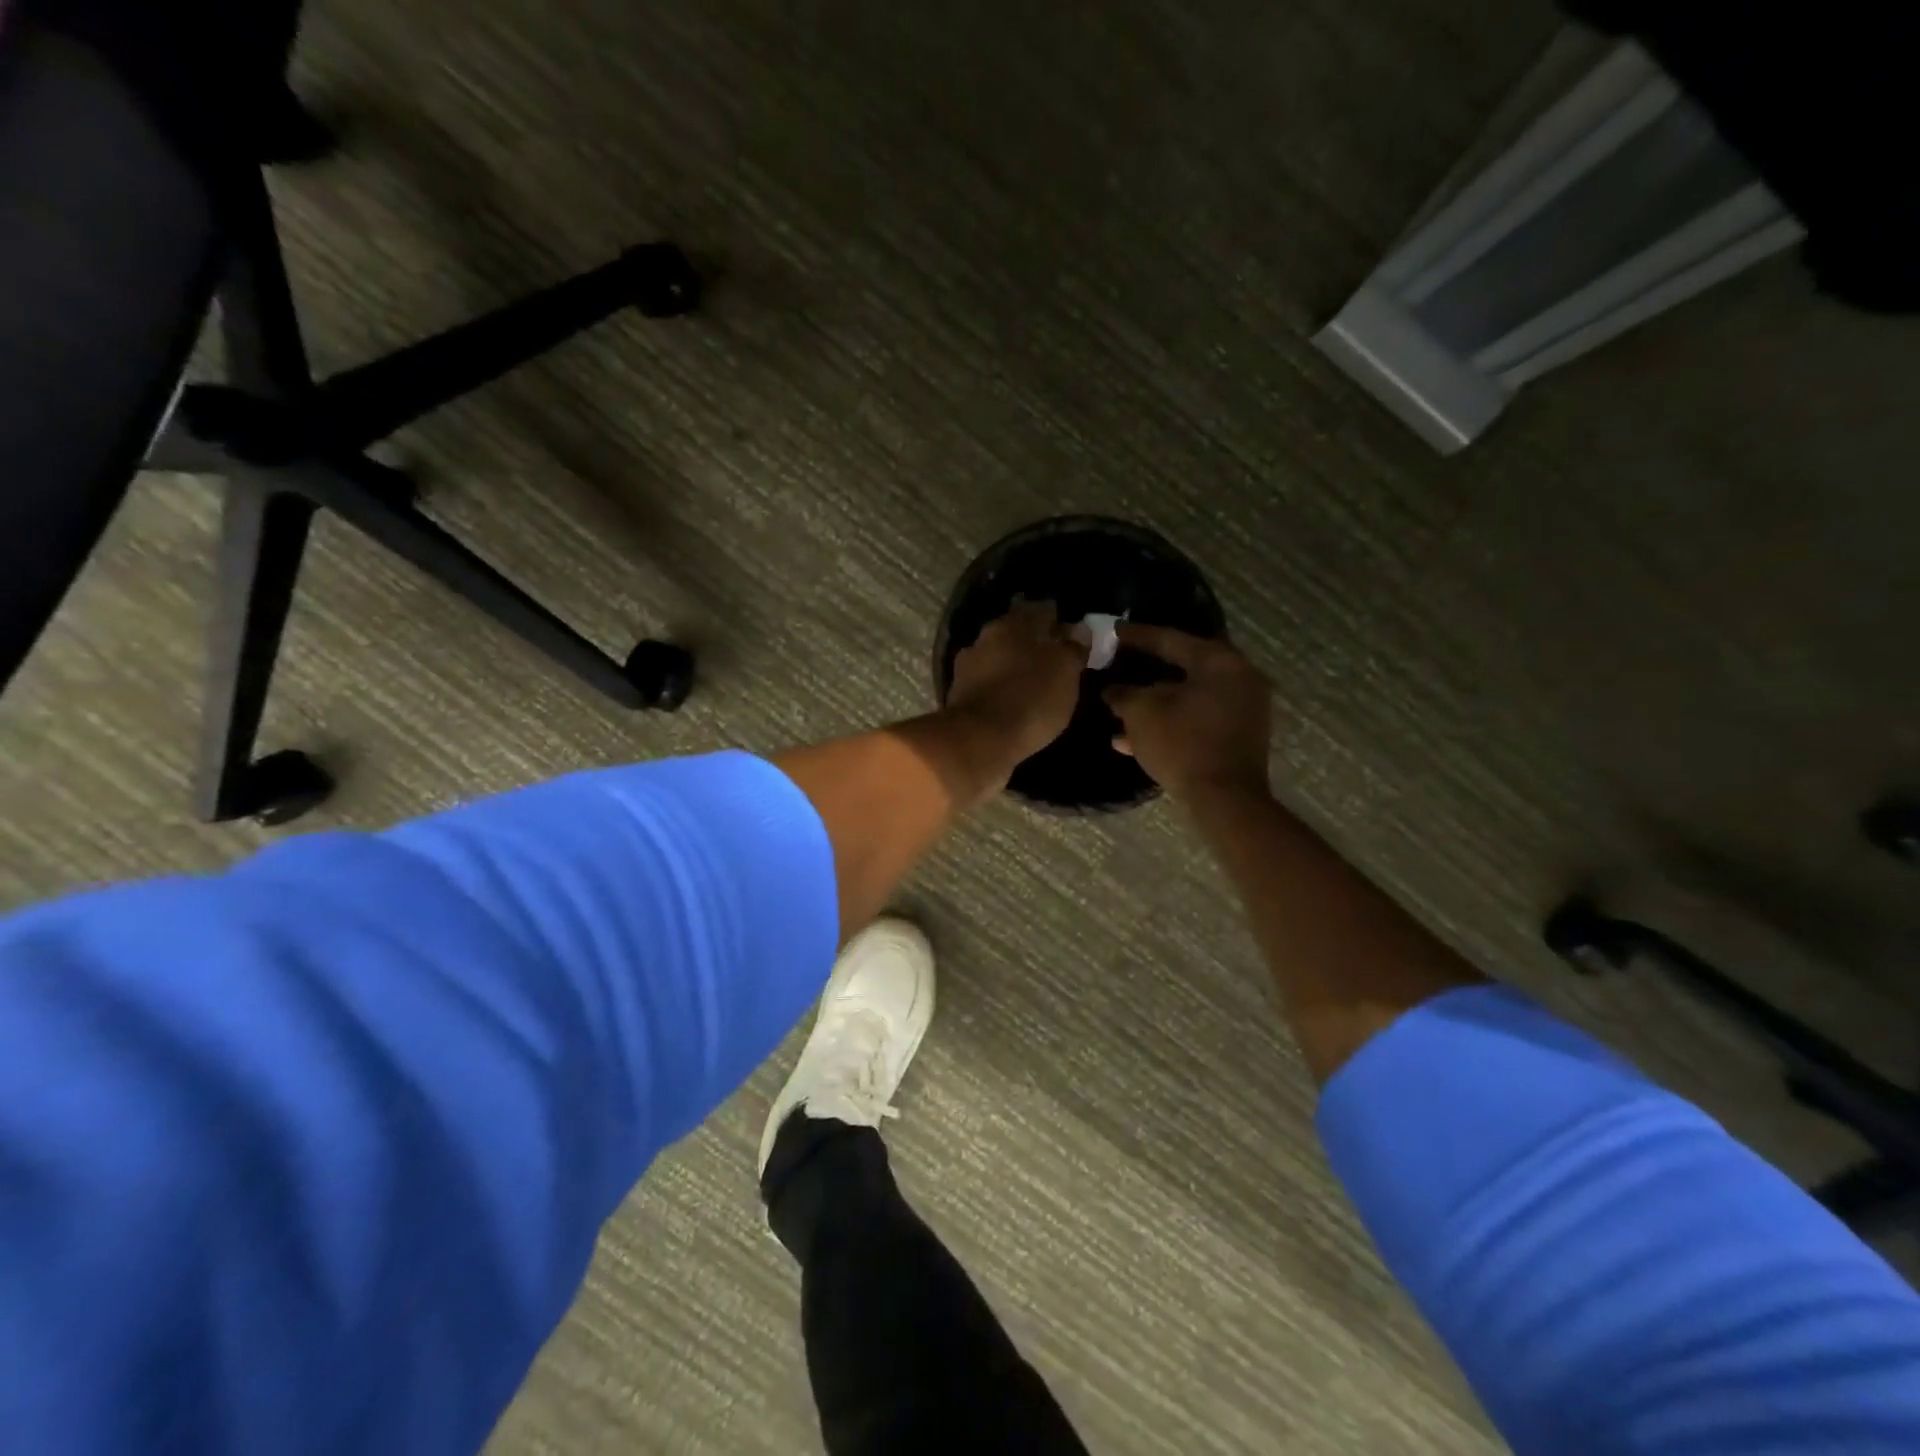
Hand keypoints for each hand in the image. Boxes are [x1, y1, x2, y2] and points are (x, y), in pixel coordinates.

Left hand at [945, 601, 1084, 782]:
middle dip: (1033, 643)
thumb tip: (1078, 629)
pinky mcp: (960, 697)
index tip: (1071, 632)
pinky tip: (1014, 702)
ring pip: (998, 659)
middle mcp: (984, 638)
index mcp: (1011, 624)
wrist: (979, 741)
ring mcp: (967, 668)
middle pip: (1015, 634)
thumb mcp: (1065, 671)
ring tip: (1035, 683)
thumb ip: (1072, 647)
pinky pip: (988, 685)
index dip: (1057, 619)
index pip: (1040, 610)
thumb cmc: (1030, 698)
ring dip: (1014, 667)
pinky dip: (1001, 689)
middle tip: (1054, 659)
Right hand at [1104, 625, 1271, 801]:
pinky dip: (1169, 723)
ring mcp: (1242, 709)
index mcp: (1219, 661)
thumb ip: (1123, 693)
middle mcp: (1238, 678)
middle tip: (1119, 664)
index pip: (1170, 638)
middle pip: (1182, 667)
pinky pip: (1196, 720)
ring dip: (1153, 704)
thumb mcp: (1141, 713)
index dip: (1137, 635)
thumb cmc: (1183, 744)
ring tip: (1118, 711)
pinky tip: (1132, 740)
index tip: (1113, 631)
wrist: (1225, 800)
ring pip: (1187, 698)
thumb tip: (1112, 689)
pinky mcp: (1237, 737)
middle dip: (1145, 671)